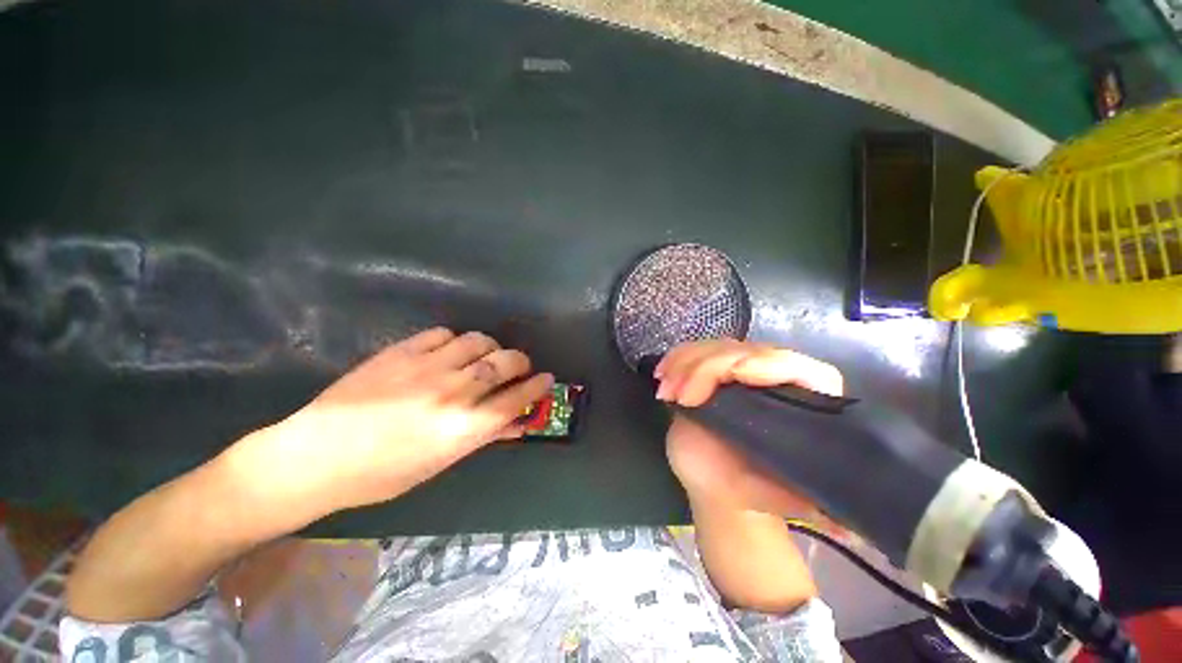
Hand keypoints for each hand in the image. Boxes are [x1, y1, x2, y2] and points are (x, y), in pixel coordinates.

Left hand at [223, 328, 552, 517]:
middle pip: (505, 362)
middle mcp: (453, 393)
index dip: (538, 387)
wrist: (315, 457)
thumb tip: (516, 423)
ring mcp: (427, 367)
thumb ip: (483, 437)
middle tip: (521, 365)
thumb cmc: (382, 474)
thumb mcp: (440, 463)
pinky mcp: (402, 351)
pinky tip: (448, 351)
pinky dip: (455, 341)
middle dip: (521, 361)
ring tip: (484, 356)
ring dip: (490, 347)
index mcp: (463, 428)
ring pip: (478, 341)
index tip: (547, 379)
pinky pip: (443, 334)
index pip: (517, 399)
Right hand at [656, 340, 843, 517]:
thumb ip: (809, 506)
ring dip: (685, 363)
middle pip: (744, 350)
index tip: (734, 375)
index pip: (798, 368)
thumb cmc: (750, 489)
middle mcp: (774, 376)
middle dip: (707, 368)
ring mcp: (740, 368)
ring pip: (714, 347)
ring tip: (666, 391)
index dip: (768, 363)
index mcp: (805, 402)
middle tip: (680, 397)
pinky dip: (675, 359)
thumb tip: (850, 528)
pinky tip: (662, 374)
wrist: (717, 480)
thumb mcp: (779, 499)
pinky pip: (693, 350)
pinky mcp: (712, 368)